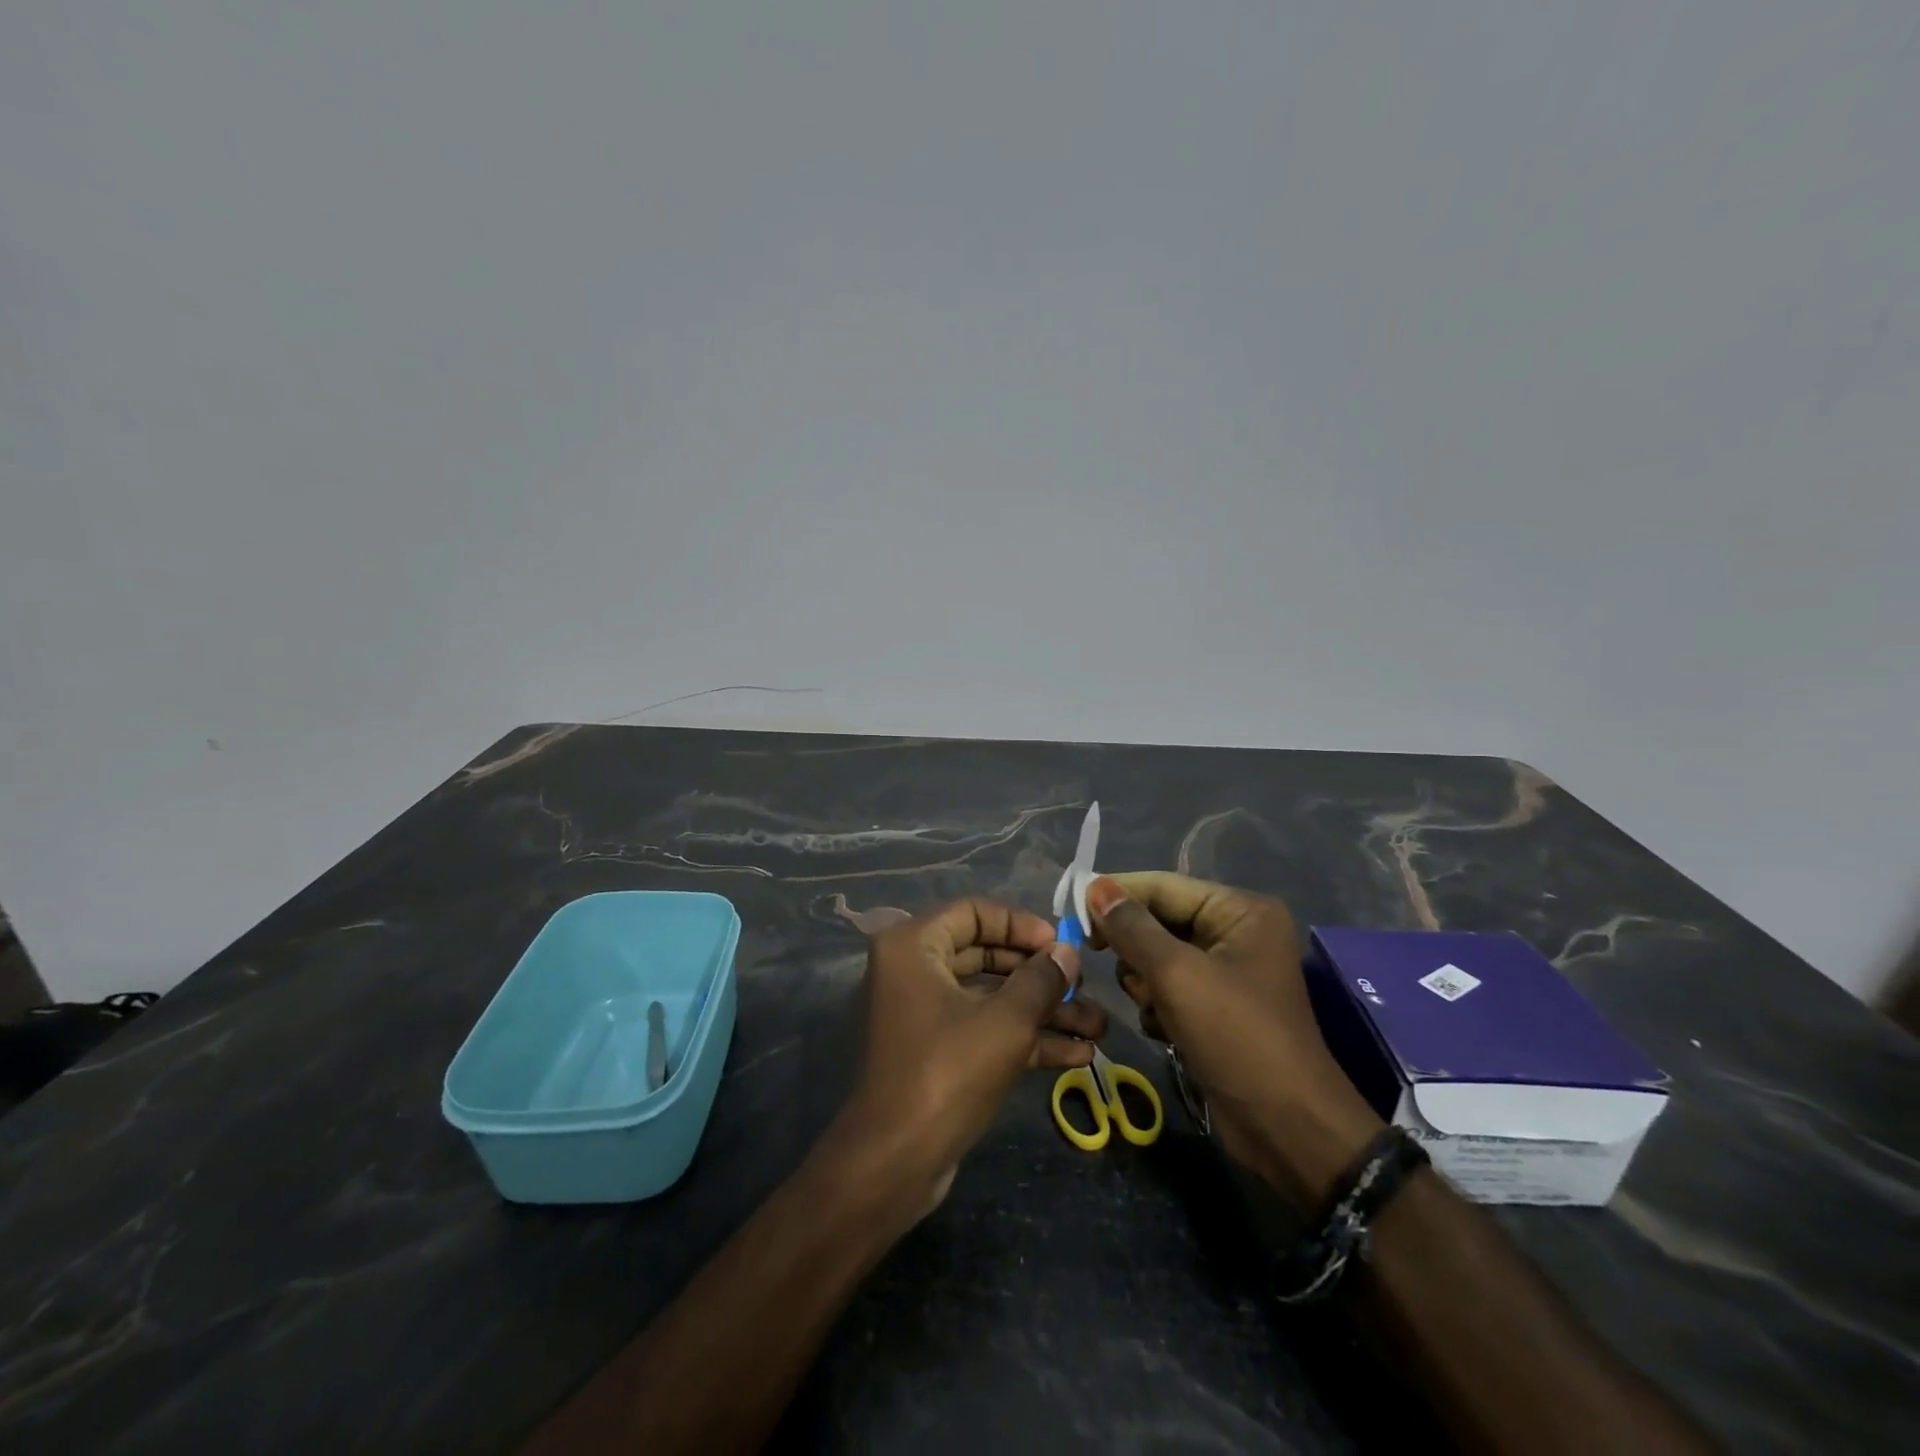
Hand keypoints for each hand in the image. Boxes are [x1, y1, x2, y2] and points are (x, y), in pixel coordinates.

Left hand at [836, 899, 1108, 1219]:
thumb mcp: (1006, 1021)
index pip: (975, 912)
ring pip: (991, 997)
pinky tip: (1077, 1055)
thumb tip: (1067, 953)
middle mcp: (914, 970)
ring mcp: (925, 1012)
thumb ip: (1041, 980)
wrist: (895, 1163)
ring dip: (1042, 1011)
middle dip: (1040, 975)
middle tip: (1083, 986)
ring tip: (1098, 1027)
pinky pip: (984, 1029)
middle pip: (986, 954)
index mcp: (914, 945)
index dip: (1022, 925)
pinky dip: (1024, 1038)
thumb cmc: (948, 1072)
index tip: (1061, 945)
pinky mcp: (937, 1051)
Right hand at [1087, 873, 1381, 1208]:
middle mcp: (1236, 932)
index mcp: (1240, 911)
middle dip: (1134, 948)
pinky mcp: (1217, 1007)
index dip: (1116, 894)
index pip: (1163, 886)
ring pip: (1158, 957)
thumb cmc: (1236, 1037)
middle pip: (1159, 921)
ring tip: (1154, 1008)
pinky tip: (1164, 1030)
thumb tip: (1095, 887)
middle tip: (1098, 958)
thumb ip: (1132, 928)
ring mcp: (1228, 972)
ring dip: (1144, 982)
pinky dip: (1158, 1005)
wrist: (1287, 1129)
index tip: (1070, 908)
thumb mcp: (1177, 975)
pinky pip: (1169, 988)